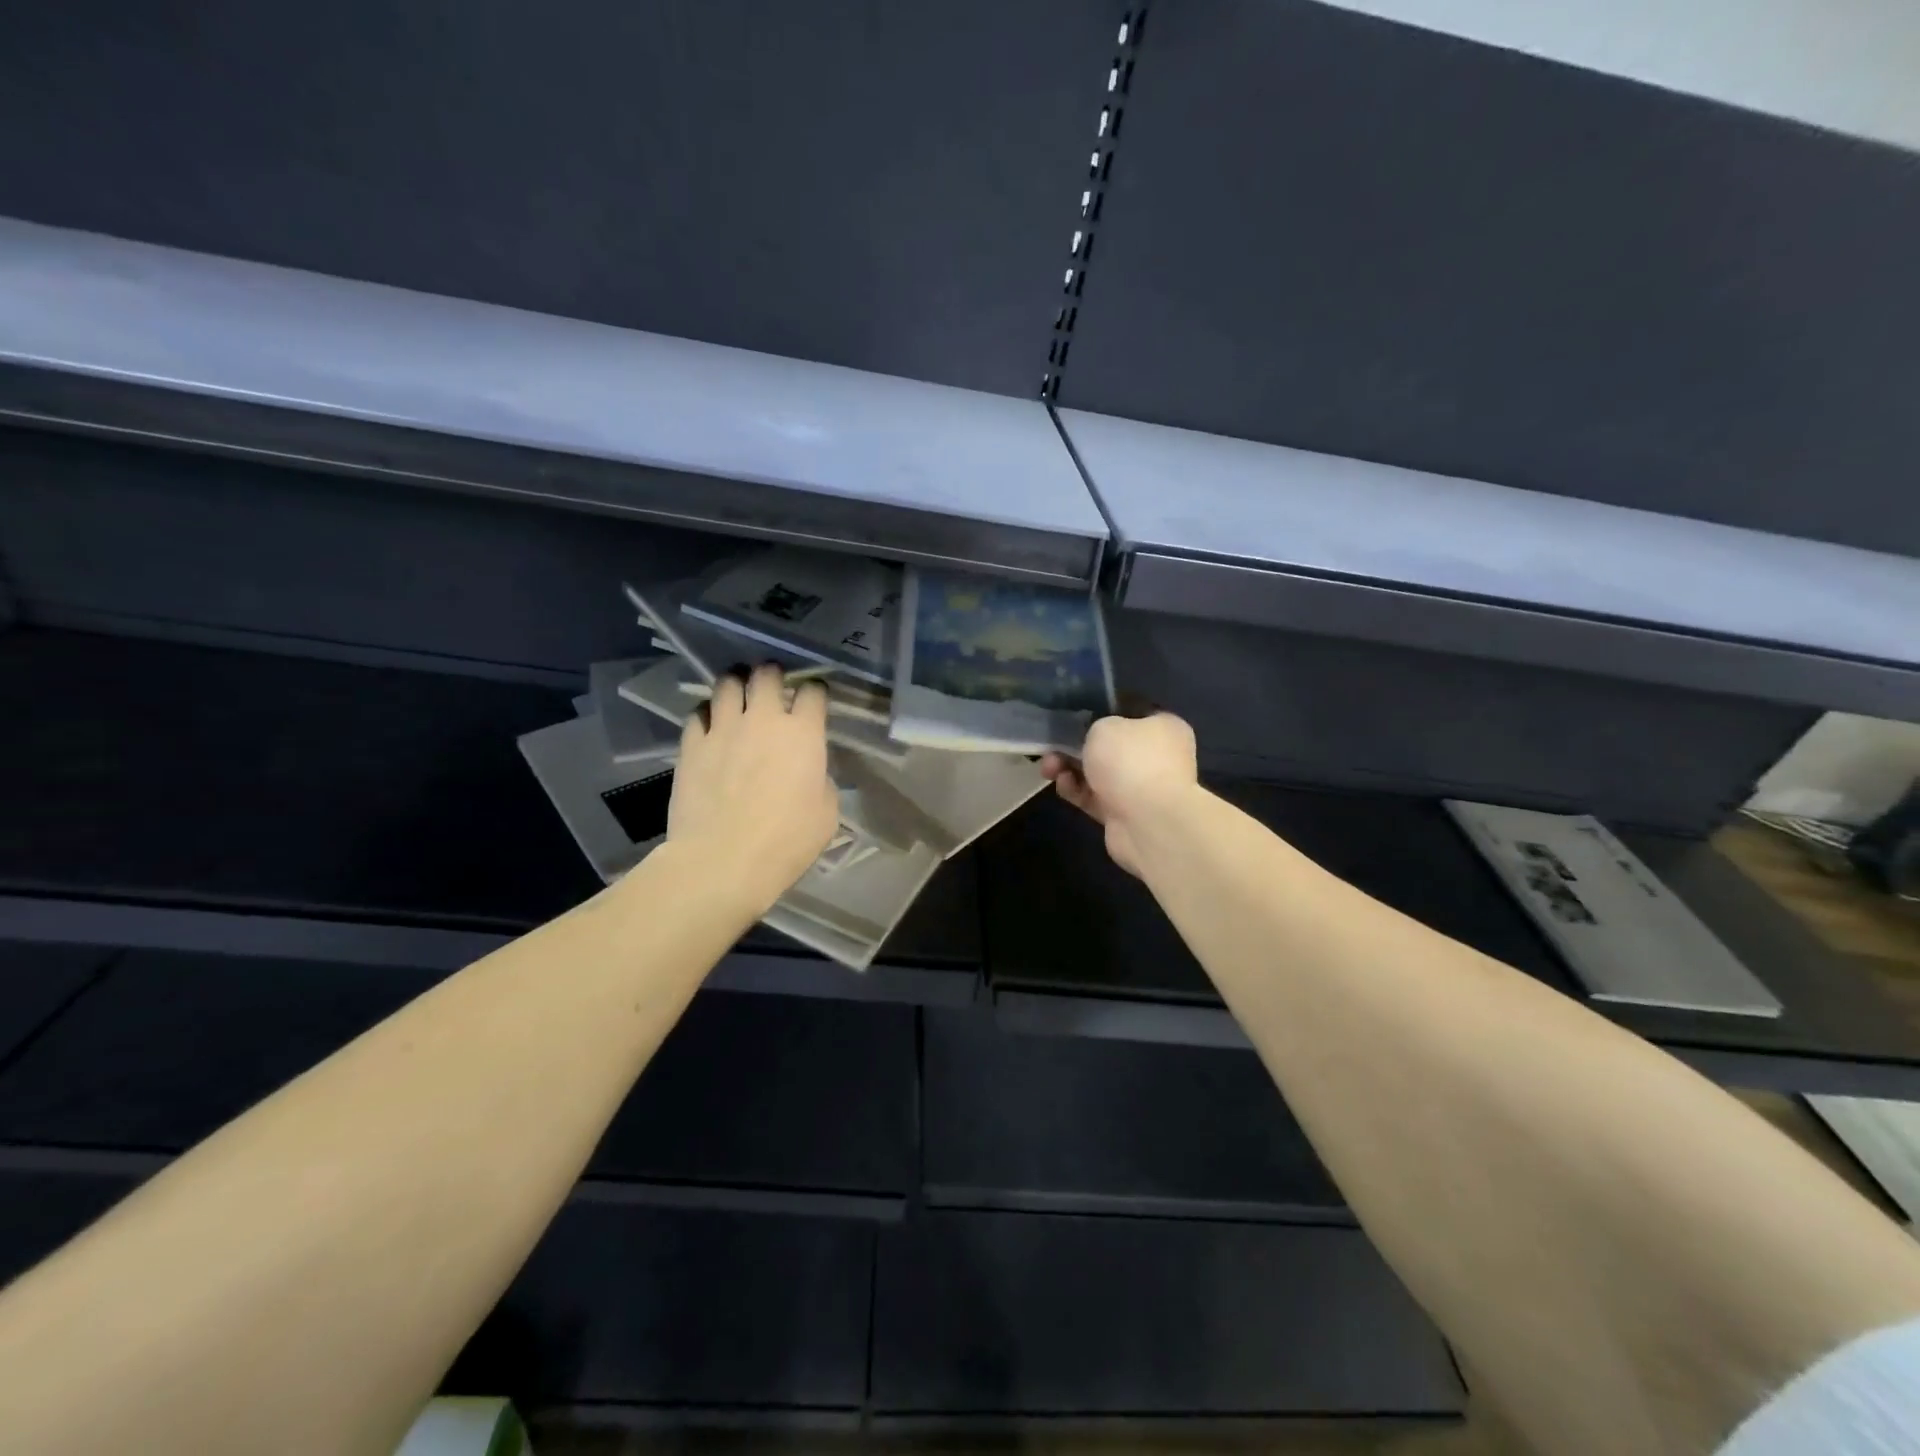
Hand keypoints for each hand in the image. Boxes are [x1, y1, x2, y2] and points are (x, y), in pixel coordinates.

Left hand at [668, 664, 838, 914]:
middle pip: (766, 675)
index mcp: (803, 733)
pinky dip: (707, 713)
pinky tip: (710, 724)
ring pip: (727, 684)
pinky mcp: (691, 745)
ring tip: (738, 694)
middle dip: (772, 674)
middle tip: (772, 685)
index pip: (813, 692)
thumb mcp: (826, 812)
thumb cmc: (786, 841)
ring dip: (736, 684)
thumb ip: (820, 779)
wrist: (723, 861)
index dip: (816, 691)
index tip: (815, 698)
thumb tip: (809, 771)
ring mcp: (723, 729)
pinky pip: (697, 713)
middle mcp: (763, 719)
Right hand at [1040, 712, 1198, 876]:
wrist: (1148, 823)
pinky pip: (1095, 797)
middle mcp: (1157, 757)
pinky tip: (1061, 784)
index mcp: (1164, 728)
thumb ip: (1095, 726)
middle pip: (1110, 747)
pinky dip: (1077, 790)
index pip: (1131, 715)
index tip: (1075, 719)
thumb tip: (1097, 738)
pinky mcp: (1125, 815)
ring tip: (1049, 768)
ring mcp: (1142, 788)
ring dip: (1070, 769)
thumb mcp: (1105, 726)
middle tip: (1053, 746)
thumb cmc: (1131, 761)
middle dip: (1076, 747)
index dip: (1101, 715)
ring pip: (1099, 773)